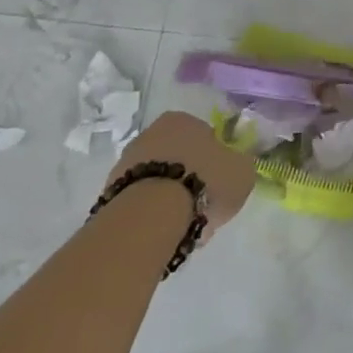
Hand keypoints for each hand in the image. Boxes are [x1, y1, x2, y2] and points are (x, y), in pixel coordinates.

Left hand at [112, 111, 254, 237]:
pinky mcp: (109, 193)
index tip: (220, 183)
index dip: (215, 161)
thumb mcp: (242, 171)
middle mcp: (151, 133)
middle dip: (191, 180)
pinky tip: (164, 233)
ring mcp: (125, 163)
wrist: (151, 215)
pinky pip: (141, 202)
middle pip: (179, 158)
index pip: (204, 137)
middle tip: (203, 207)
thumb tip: (234, 166)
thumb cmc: (204, 182)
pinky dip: (152, 215)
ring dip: (170, 199)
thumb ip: (239, 164)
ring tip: (184, 227)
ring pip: (158, 181)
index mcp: (182, 119)